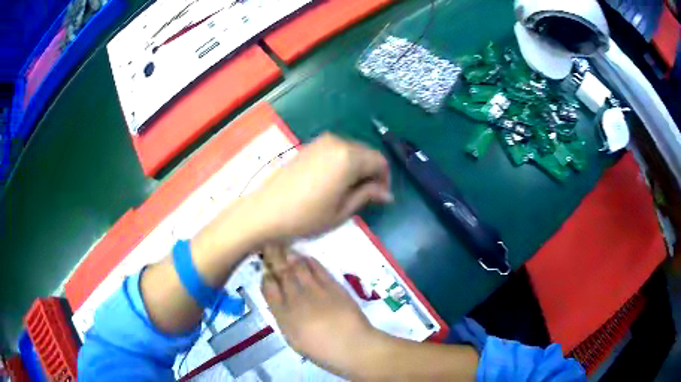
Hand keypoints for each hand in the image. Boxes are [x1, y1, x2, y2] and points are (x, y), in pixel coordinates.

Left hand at [246, 133, 391, 241]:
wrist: (264, 212)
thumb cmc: (306, 217)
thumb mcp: (341, 211)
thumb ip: (367, 195)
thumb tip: (387, 193)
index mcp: (349, 157)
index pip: (380, 161)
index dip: (385, 179)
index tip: (381, 197)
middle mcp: (337, 142)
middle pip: (366, 153)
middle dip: (371, 173)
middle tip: (366, 197)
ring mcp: (320, 142)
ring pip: (351, 151)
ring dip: (357, 168)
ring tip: (349, 191)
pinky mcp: (308, 147)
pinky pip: (335, 151)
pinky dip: (342, 163)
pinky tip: (333, 182)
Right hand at [262, 245, 383, 376]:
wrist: (353, 346)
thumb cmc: (322, 351)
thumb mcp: (295, 340)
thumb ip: (284, 319)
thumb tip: (279, 303)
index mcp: (284, 316)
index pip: (269, 290)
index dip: (266, 278)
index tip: (265, 270)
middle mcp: (296, 299)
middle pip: (281, 274)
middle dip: (274, 258)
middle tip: (269, 244)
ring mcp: (315, 290)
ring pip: (298, 268)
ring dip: (289, 256)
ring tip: (283, 246)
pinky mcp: (333, 286)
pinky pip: (318, 269)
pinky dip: (310, 261)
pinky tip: (304, 256)